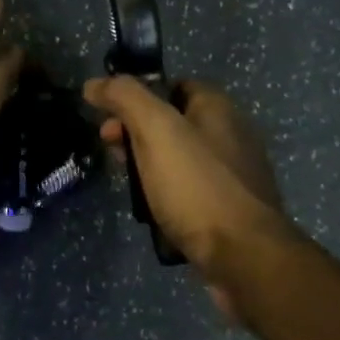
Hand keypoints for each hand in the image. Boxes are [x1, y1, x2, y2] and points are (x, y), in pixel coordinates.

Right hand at [83, 77, 295, 318]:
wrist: (244, 256)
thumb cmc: (197, 186)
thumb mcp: (156, 130)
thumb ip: (125, 98)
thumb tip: (94, 83)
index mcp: (218, 108)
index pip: (171, 86)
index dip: (136, 98)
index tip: (109, 121)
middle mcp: (231, 135)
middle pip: (172, 124)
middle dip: (136, 137)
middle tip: (114, 157)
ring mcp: (234, 175)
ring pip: (179, 161)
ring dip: (149, 171)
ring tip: (131, 191)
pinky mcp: (231, 210)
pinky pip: (190, 193)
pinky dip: (169, 199)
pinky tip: (155, 214)